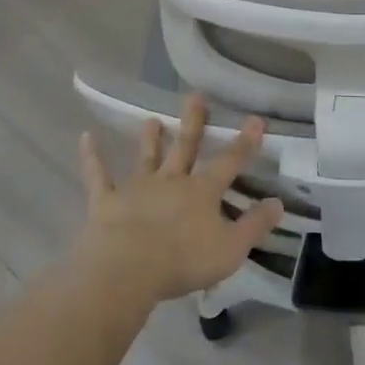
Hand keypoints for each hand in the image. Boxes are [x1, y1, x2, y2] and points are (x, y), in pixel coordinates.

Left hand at [76, 95, 282, 303]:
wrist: (127, 269)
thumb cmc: (184, 260)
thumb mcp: (231, 248)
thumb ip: (255, 225)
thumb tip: (278, 203)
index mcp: (203, 191)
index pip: (230, 162)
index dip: (245, 142)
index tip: (255, 120)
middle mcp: (172, 181)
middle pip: (185, 147)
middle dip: (193, 122)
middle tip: (195, 95)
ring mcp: (137, 188)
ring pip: (147, 158)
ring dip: (151, 139)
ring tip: (152, 120)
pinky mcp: (107, 201)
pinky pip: (99, 176)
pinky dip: (93, 157)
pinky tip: (86, 138)